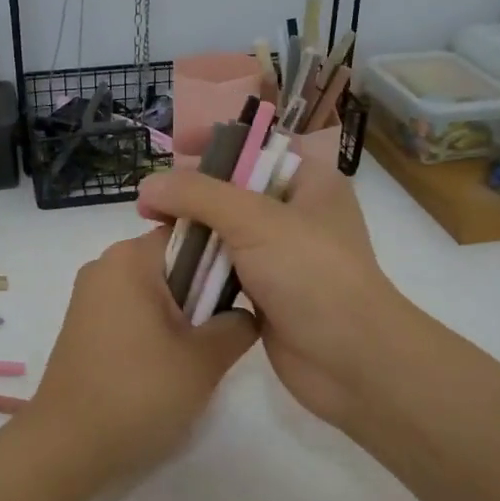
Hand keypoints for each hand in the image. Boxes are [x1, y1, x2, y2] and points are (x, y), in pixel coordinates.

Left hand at [28, 227, 260, 481]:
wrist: (66, 446)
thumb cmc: (138, 392)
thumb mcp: (204, 360)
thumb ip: (238, 325)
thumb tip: (245, 313)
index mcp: (130, 258)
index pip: (191, 234)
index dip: (223, 258)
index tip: (243, 293)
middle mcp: (105, 265)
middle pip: (172, 261)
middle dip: (202, 291)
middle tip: (223, 331)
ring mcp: (89, 295)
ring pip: (153, 289)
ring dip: (180, 314)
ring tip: (197, 354)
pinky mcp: (83, 324)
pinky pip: (131, 309)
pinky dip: (154, 327)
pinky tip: (166, 365)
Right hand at [136, 162, 409, 429]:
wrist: (351, 361)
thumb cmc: (312, 274)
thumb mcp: (255, 220)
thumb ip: (198, 195)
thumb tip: (148, 184)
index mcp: (310, 181)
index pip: (258, 145)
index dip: (218, 139)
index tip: (176, 146)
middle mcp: (296, 212)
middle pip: (235, 188)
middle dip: (193, 190)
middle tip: (150, 199)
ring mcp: (281, 255)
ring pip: (225, 231)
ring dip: (191, 230)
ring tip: (150, 229)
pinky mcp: (266, 292)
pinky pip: (223, 268)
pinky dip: (198, 266)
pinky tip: (167, 265)